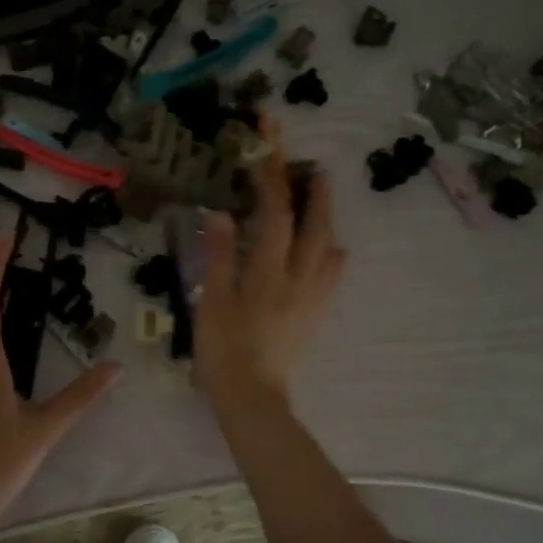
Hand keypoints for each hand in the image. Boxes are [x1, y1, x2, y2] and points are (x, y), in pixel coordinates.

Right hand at [196, 131, 344, 413]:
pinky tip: (331, 251)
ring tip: (323, 199)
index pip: (274, 212)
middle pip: (314, 225)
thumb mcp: (210, 302)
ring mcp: (311, 297)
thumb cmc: (223, 351)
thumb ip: (218, 256)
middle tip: (316, 167)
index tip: (269, 142)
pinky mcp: (315, 315)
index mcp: (268, 272)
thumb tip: (222, 212)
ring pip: (328, 247)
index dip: (272, 174)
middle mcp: (298, 278)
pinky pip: (332, 277)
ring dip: (327, 218)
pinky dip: (332, 255)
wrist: (252, 399)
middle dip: (315, 192)